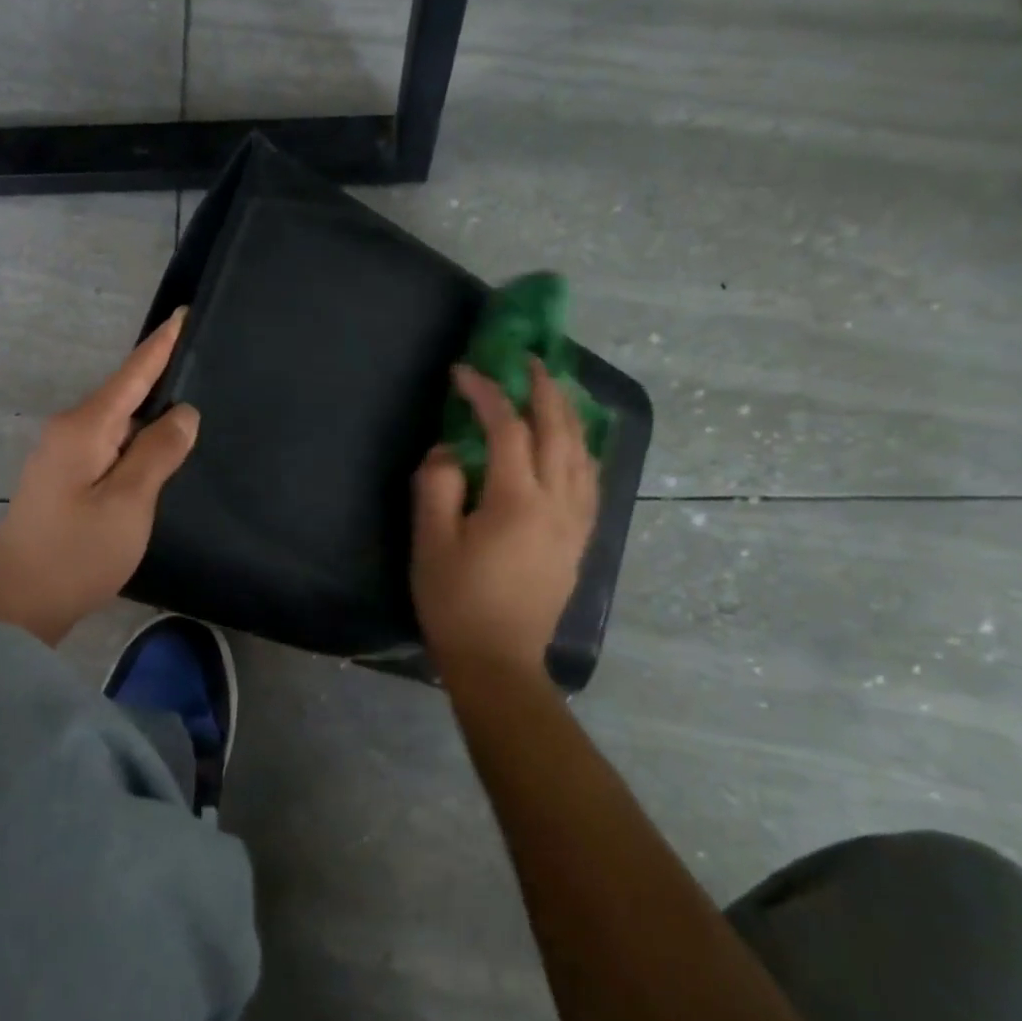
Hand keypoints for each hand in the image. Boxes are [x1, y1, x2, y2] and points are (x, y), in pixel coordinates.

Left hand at [0, 311, 198, 644]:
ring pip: (117, 424)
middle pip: (124, 395)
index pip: (132, 373)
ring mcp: (62, 457)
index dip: (160, 344)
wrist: (19, 604)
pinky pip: (108, 447)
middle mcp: (69, 431)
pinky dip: (135, 444)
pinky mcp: (63, 481)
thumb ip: (159, 452)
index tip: (183, 312)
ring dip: (149, 416)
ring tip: (191, 411)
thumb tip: (183, 412)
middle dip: (160, 379)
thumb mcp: (129, 502)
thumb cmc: (78, 552)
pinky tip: (156, 454)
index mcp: (84, 428)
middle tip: (205, 366)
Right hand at [412, 358, 599, 686]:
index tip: (463, 372)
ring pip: (583, 452)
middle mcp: (557, 503)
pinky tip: (574, 443)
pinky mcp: (579, 539)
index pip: (508, 429)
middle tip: (527, 359)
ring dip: (569, 413)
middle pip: (560, 430)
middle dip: (544, 388)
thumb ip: (438, 487)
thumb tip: (449, 451)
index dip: (486, 393)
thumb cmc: (457, 603)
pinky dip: (582, 448)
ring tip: (553, 389)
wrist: (499, 661)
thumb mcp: (431, 544)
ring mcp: (575, 522)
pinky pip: (590, 480)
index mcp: (517, 500)